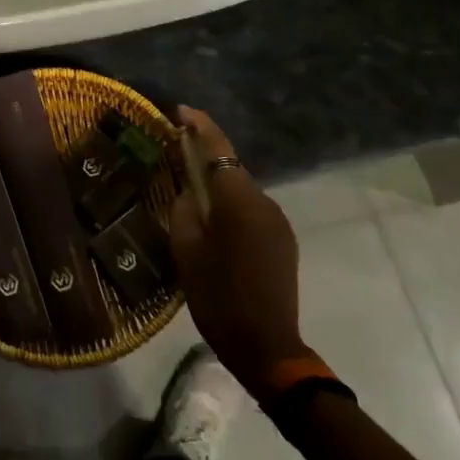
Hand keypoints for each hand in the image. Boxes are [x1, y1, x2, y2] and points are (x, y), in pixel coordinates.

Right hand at [169, 106, 312, 396]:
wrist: (267, 347)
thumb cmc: (218, 298)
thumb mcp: (187, 252)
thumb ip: (185, 210)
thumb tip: (188, 190)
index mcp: (239, 203)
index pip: (219, 150)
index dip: (200, 126)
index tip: (181, 111)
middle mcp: (264, 203)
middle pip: (231, 168)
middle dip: (206, 156)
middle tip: (176, 153)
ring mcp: (278, 222)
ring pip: (241, 190)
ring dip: (219, 185)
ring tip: (192, 194)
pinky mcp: (283, 240)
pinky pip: (252, 209)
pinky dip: (232, 205)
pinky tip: (215, 222)